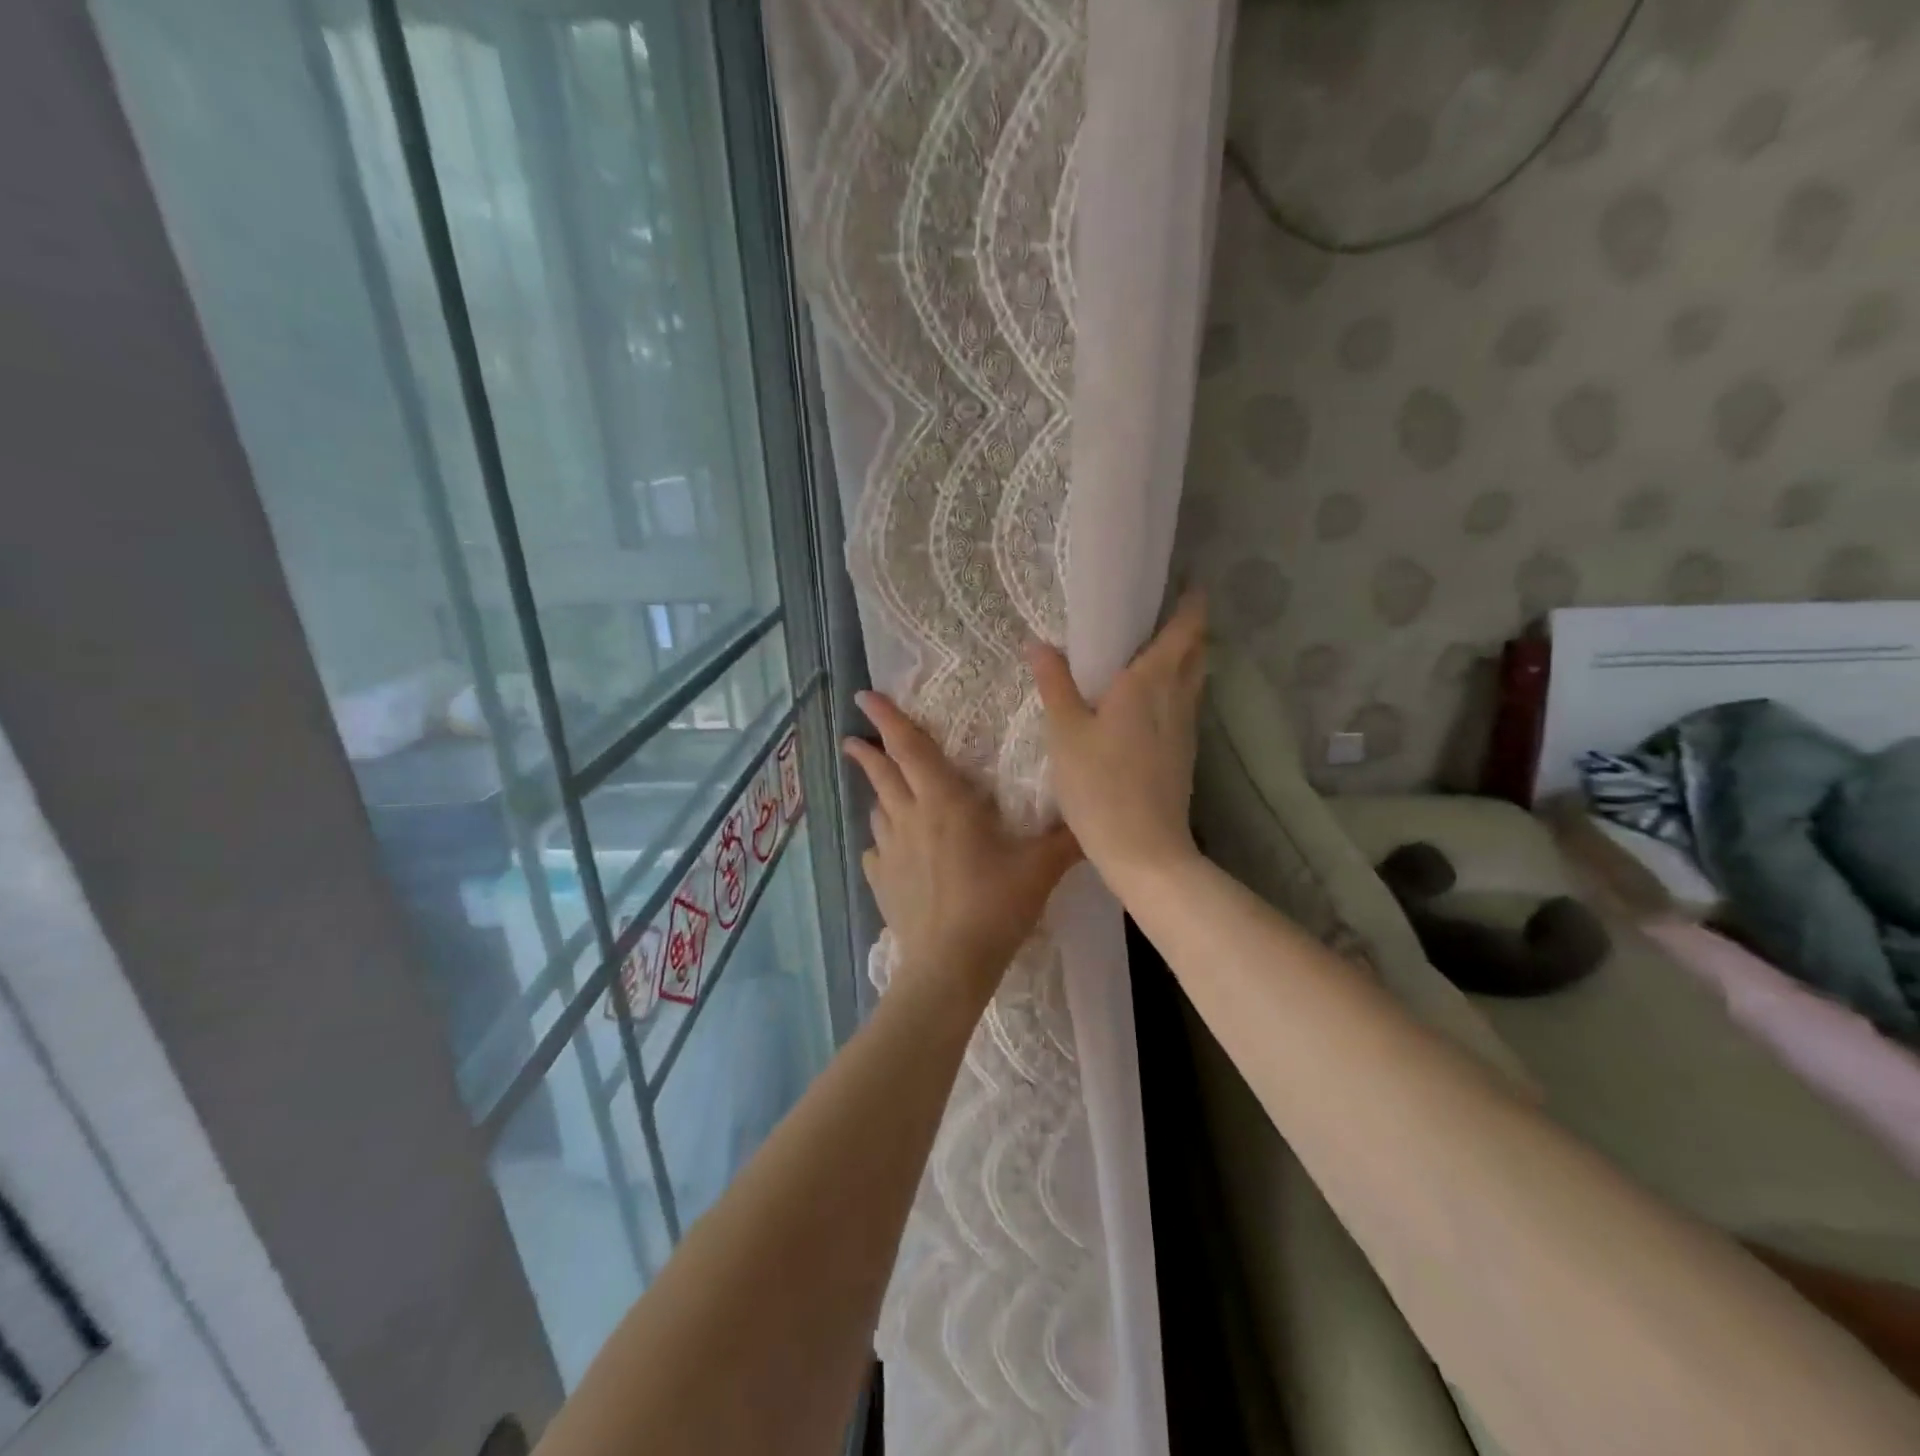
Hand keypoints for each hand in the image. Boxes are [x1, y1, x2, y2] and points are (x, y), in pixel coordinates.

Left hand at [843, 692, 1080, 995]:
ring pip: (878, 811)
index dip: (888, 719)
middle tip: (854, 738)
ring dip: (879, 795)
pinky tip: (888, 852)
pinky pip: (876, 853)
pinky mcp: (882, 884)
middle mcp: (910, 818)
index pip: (910, 748)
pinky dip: (881, 843)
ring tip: (882, 791)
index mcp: (944, 802)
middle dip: (868, 751)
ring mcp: (890, 853)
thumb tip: (1094, 820)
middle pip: (883, 774)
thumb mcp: (1040, 867)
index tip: (866, 696)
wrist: (951, 964)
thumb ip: (1067, 840)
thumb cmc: (996, 904)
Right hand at [1027, 592, 1207, 886]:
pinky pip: (1183, 706)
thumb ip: (1055, 685)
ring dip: (1183, 659)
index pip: (1185, 630)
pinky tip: (1147, 703)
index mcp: (1150, 683)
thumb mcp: (1066, 733)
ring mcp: (1185, 729)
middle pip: (1196, 652)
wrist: (1144, 850)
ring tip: (1152, 651)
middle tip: (1161, 612)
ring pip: (1193, 681)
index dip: (1191, 603)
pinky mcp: (1184, 755)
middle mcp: (1177, 699)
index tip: (1185, 581)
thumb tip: (1039, 643)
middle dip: (1189, 628)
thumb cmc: (1100, 785)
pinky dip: (1174, 690)